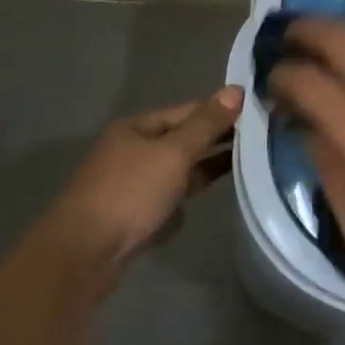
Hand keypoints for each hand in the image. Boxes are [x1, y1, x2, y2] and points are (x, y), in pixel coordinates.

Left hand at [38, 87, 243, 261]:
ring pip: (178, 169)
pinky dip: (188, 194)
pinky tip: (210, 197)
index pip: (187, 111)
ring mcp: (132, 185)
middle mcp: (132, 152)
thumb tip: (236, 90)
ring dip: (206, 166)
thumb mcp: (173, 153)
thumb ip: (206, 124)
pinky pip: (170, 196)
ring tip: (247, 164)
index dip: (220, 111)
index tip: (257, 114)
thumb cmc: (130, 193)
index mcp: (136, 129)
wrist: (84, 255)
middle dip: (216, 139)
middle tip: (260, 139)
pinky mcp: (134, 215)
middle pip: (182, 139)